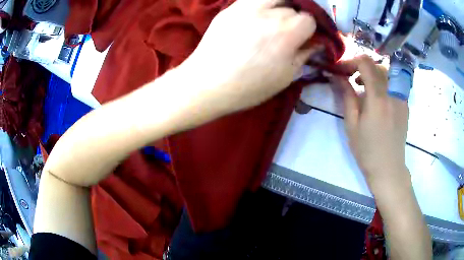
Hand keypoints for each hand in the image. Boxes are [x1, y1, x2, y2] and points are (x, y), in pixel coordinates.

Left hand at [178, 0, 318, 117]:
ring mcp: (246, 7)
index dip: (311, 29)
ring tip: (276, 18)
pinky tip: (258, 16)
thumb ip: (304, 55)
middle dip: (296, 19)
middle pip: (293, 7)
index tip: (305, 38)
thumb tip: (317, 43)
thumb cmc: (249, 86)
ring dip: (281, 5)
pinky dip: (262, 4)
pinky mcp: (230, 8)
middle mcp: (269, 13)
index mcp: (286, 32)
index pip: (310, 19)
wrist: (207, 83)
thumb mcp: (285, 76)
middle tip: (289, 32)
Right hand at [340, 55, 409, 191]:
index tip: (341, 69)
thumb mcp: (352, 125)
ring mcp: (401, 98)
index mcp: (377, 99)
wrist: (388, 168)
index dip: (351, 61)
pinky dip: (382, 82)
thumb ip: (346, 96)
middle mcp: (392, 93)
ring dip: (372, 73)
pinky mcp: (405, 104)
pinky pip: (394, 83)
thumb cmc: (367, 150)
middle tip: (350, 78)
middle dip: (361, 66)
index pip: (366, 63)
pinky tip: (377, 97)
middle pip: (377, 65)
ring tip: (363, 86)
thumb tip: (337, 76)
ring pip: (387, 72)